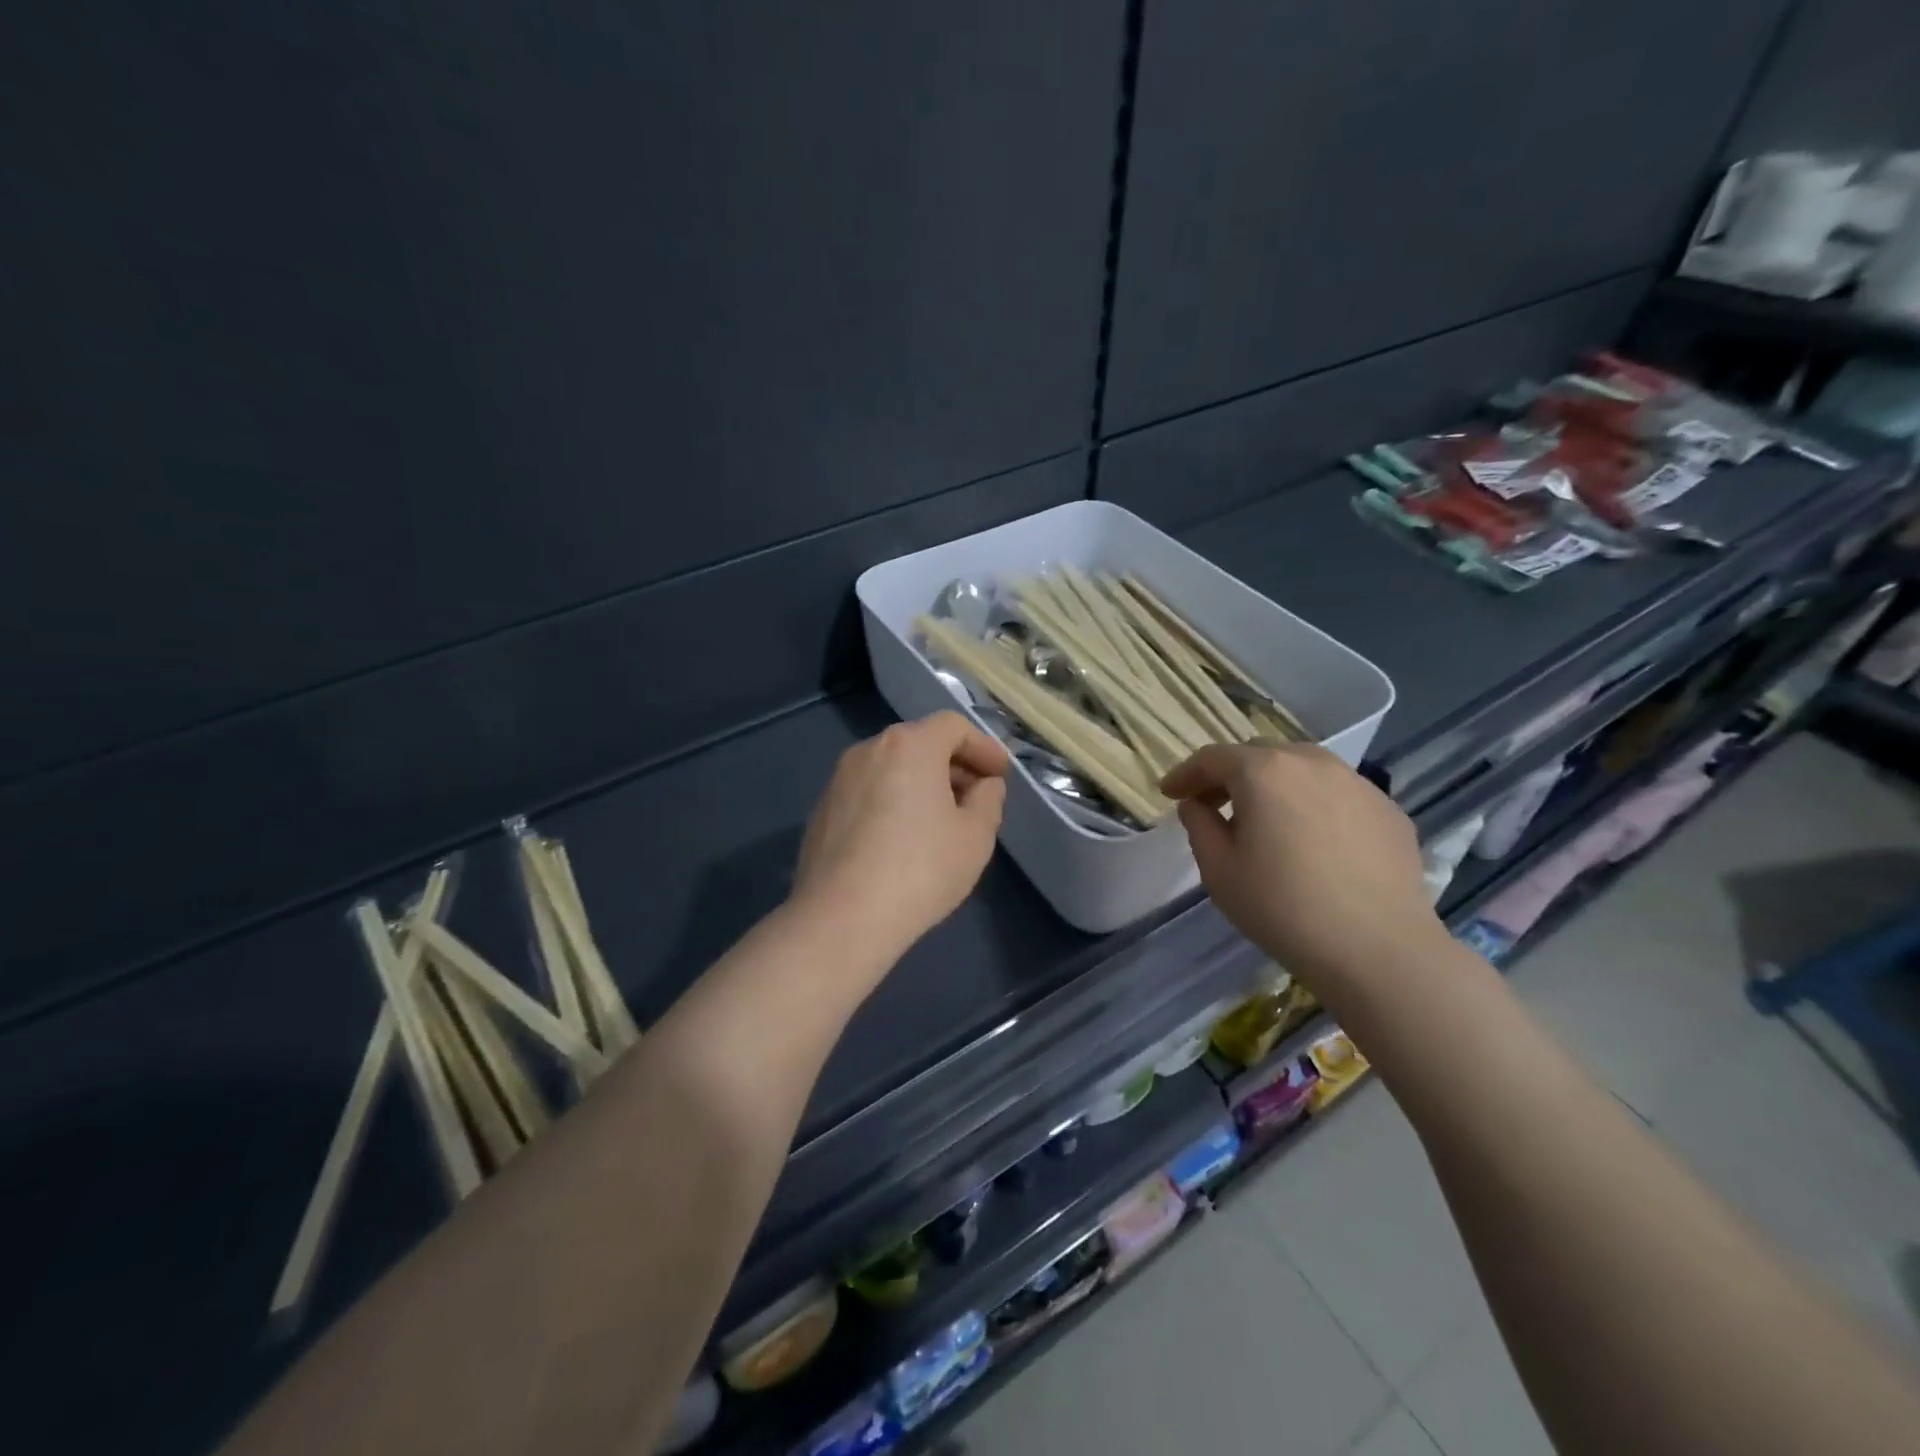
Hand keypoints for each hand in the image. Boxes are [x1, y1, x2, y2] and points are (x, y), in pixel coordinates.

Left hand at [791, 711, 1009, 958]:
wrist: (842, 917)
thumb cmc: (921, 869)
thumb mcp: (976, 836)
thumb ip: (988, 800)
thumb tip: (984, 785)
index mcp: (910, 746)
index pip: (953, 727)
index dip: (983, 747)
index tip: (1000, 775)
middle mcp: (869, 749)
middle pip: (920, 743)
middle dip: (953, 765)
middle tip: (976, 797)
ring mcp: (839, 779)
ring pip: (891, 767)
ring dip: (921, 783)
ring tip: (941, 820)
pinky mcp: (822, 810)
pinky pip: (868, 791)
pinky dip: (892, 800)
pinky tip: (902, 839)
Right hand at [1162, 743, 1448, 990]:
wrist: (1379, 950)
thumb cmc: (1283, 909)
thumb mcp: (1219, 871)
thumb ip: (1199, 826)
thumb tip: (1198, 805)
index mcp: (1264, 772)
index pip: (1213, 758)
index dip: (1185, 774)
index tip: (1169, 793)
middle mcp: (1312, 763)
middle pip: (1259, 755)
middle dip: (1230, 775)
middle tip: (1214, 806)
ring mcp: (1357, 783)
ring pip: (1303, 769)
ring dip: (1275, 786)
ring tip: (1267, 821)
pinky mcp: (1389, 810)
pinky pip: (1338, 794)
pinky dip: (1314, 805)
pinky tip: (1314, 842)